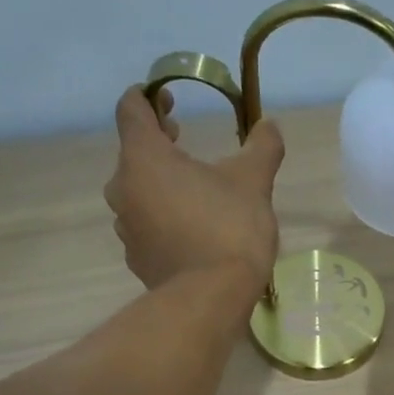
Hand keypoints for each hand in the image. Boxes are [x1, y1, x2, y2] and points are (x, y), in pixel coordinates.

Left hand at [105, 86, 284, 293]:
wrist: (211, 298)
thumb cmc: (228, 227)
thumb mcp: (254, 181)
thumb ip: (262, 146)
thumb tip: (269, 125)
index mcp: (144, 158)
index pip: (131, 109)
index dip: (149, 96)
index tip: (170, 98)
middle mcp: (123, 188)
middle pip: (133, 152)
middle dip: (157, 141)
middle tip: (183, 140)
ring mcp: (126, 226)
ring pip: (137, 190)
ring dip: (160, 182)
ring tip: (194, 189)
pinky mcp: (137, 257)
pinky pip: (146, 224)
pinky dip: (163, 216)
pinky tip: (192, 227)